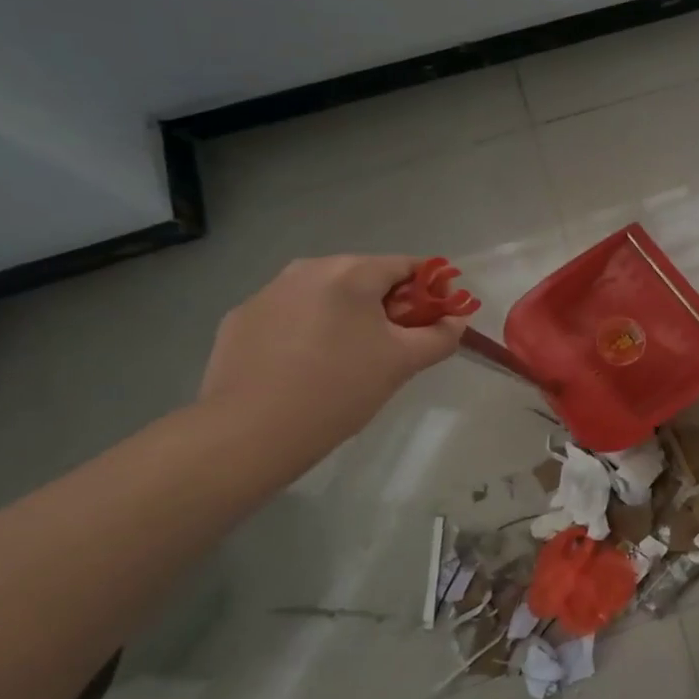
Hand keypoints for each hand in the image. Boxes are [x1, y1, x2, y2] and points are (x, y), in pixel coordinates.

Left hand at [199, 255, 466, 447]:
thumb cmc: (339, 389)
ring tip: (349, 358)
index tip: (436, 318)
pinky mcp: (240, 319)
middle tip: (395, 344)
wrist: (249, 433)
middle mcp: (307, 269)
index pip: (407, 265)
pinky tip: (306, 367)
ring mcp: (268, 292)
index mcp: (351, 272)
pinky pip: (290, 314)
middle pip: (364, 277)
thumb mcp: (403, 363)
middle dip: (387, 304)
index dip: (430, 289)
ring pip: (325, 295)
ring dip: (346, 315)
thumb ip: (441, 335)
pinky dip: (308, 330)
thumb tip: (457, 319)